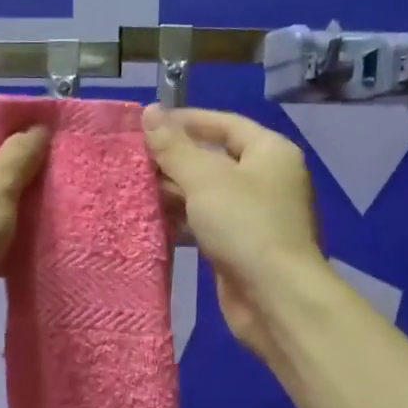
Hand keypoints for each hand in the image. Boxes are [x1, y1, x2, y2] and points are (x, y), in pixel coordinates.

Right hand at [142, 105, 324, 360]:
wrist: (275, 297)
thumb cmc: (245, 225)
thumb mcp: (205, 179)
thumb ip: (173, 146)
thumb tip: (149, 110)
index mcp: (269, 152)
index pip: (224, 123)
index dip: (186, 121)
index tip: (146, 124)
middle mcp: (266, 179)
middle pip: (214, 159)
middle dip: (174, 160)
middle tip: (131, 160)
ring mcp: (255, 215)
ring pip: (207, 194)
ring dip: (173, 193)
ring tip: (133, 189)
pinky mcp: (241, 246)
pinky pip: (206, 224)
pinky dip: (182, 221)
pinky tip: (151, 221)